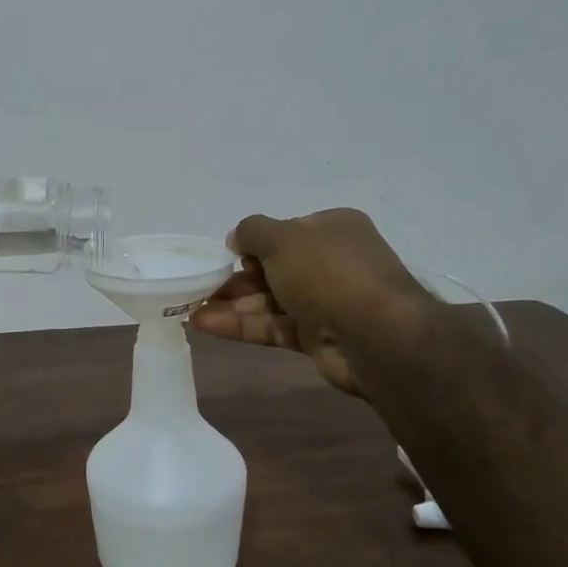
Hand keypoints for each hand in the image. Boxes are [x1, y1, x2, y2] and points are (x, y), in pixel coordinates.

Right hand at [190, 208, 425, 396]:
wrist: (377, 335)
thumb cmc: (329, 272)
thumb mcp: (283, 238)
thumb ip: (252, 232)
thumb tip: (235, 238)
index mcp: (332, 230)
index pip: (286, 233)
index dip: (254, 244)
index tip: (226, 255)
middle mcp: (330, 262)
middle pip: (273, 268)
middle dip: (235, 278)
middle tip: (199, 287)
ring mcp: (325, 302)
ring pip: (269, 300)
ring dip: (231, 304)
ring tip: (190, 309)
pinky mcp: (316, 336)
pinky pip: (272, 326)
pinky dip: (240, 325)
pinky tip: (204, 325)